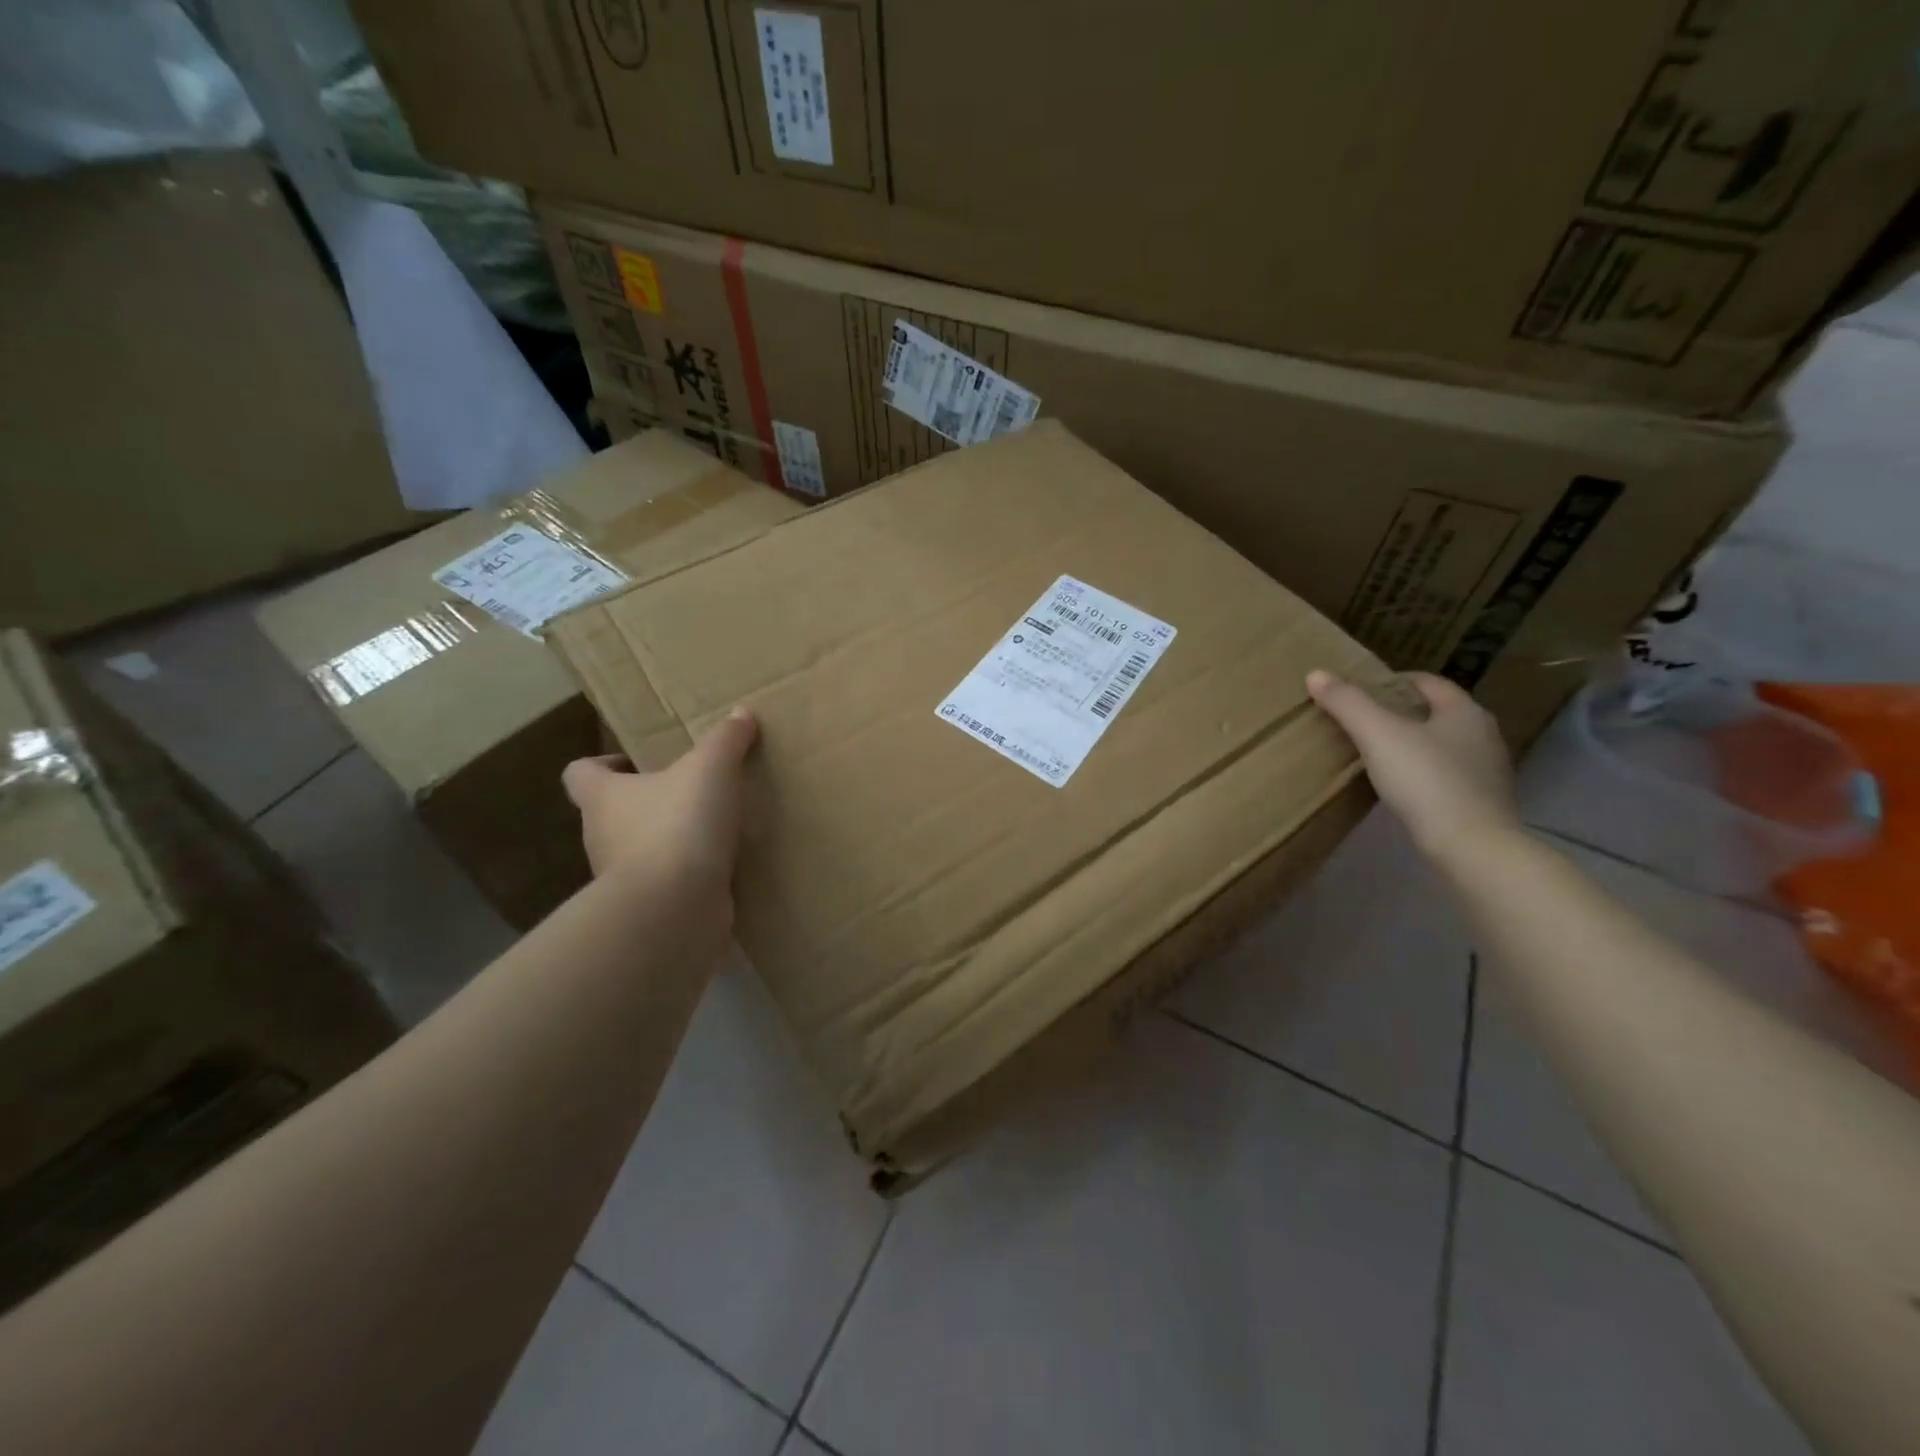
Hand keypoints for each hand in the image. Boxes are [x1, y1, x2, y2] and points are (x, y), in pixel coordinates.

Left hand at [561, 707, 758, 896]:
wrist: (675, 908)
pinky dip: (686, 875)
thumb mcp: (711, 769)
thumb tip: (740, 713)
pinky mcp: (650, 908)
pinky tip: (721, 866)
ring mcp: (622, 878)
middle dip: (645, 802)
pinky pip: (666, 884)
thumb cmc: (678, 825)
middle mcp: (602, 837)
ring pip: (639, 850)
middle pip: (612, 813)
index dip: (601, 764)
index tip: (634, 762)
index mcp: (603, 798)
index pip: (580, 774)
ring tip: (711, 829)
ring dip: (667, 840)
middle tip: (687, 792)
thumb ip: (725, 740)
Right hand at [1306, 670, 1520, 862]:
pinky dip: (1423, 772)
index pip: (1427, 682)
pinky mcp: (1482, 802)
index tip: (1360, 690)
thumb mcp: (1378, 735)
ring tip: (1376, 753)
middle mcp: (1483, 734)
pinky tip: (1400, 786)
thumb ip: (1347, 703)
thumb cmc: (1426, 780)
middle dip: (1401, 712)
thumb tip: (1315, 673)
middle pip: (1436, 712)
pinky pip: (1446, 775)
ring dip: (1413, 743)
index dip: (1392, 681)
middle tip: (1362, 720)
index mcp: (1464, 711)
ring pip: (1443, 744)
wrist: (1472, 846)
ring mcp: (1487, 770)